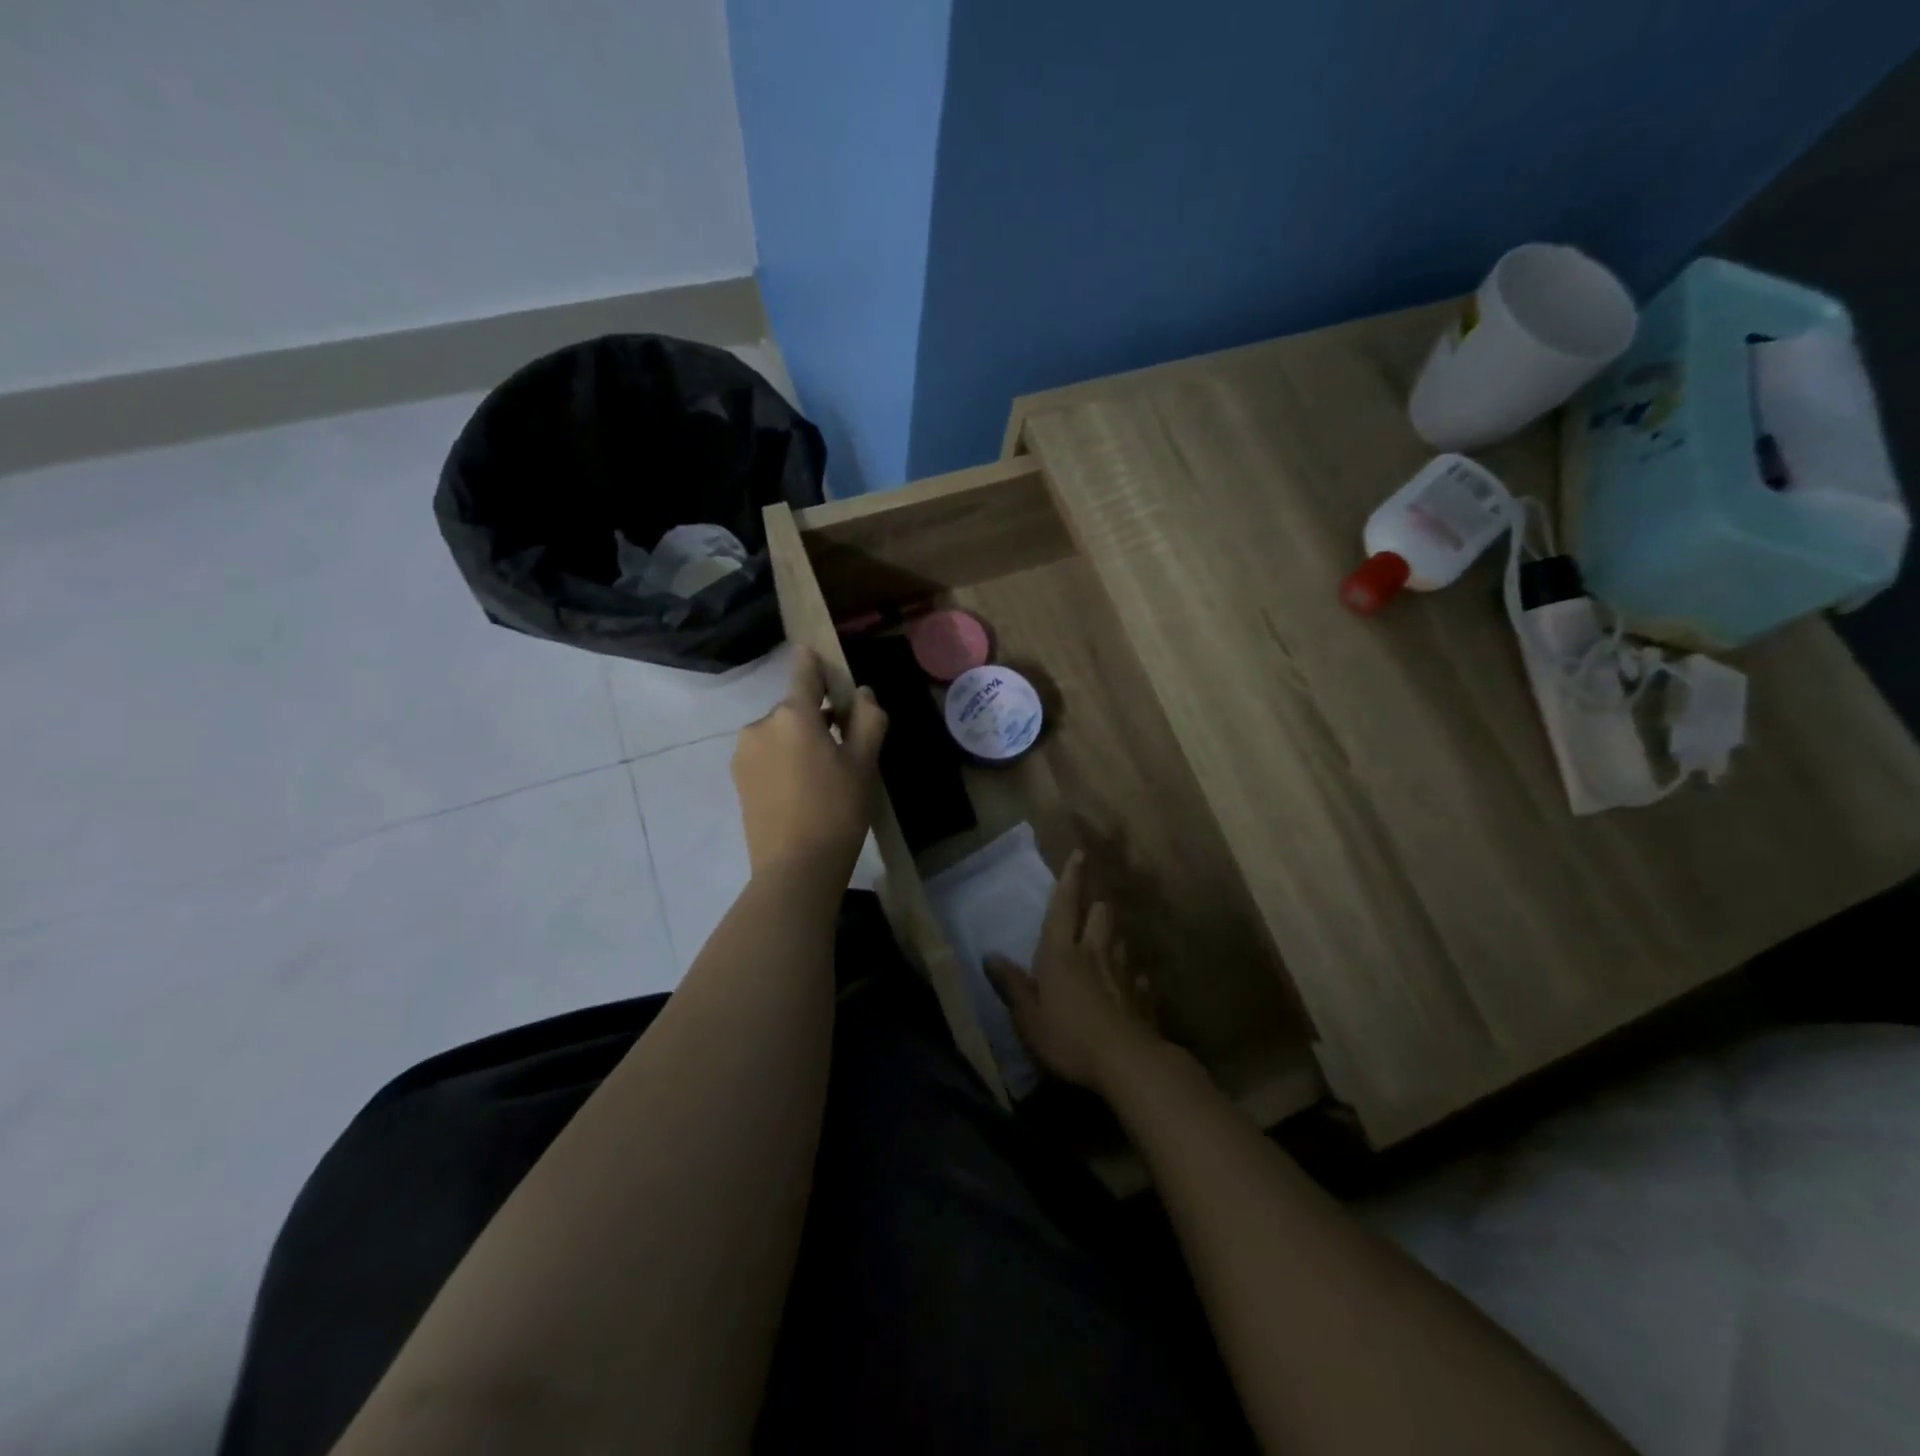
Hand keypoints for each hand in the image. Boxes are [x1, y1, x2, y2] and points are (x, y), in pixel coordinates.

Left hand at [732, 648, 886, 888]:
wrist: (795, 869)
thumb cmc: (837, 810)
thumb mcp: (864, 763)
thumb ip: (868, 719)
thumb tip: (863, 694)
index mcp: (793, 715)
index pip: (804, 671)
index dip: (815, 662)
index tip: (822, 660)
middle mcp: (761, 725)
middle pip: (795, 708)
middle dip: (817, 718)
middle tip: (845, 750)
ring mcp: (744, 753)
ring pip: (780, 734)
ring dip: (800, 742)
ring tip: (823, 777)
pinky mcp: (738, 779)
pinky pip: (767, 756)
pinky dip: (784, 761)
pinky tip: (801, 791)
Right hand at [985, 851, 1165, 1097]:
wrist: (1128, 1063)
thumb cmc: (1069, 1038)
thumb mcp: (1028, 1017)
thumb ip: (1012, 985)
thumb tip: (990, 956)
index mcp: (1061, 954)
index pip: (1064, 906)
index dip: (1070, 879)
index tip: (1079, 855)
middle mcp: (1094, 953)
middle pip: (1101, 914)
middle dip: (1096, 907)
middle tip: (1090, 912)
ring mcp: (1124, 973)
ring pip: (1121, 941)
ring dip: (1113, 940)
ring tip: (1106, 949)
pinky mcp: (1143, 997)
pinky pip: (1140, 978)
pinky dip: (1134, 979)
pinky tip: (1131, 988)